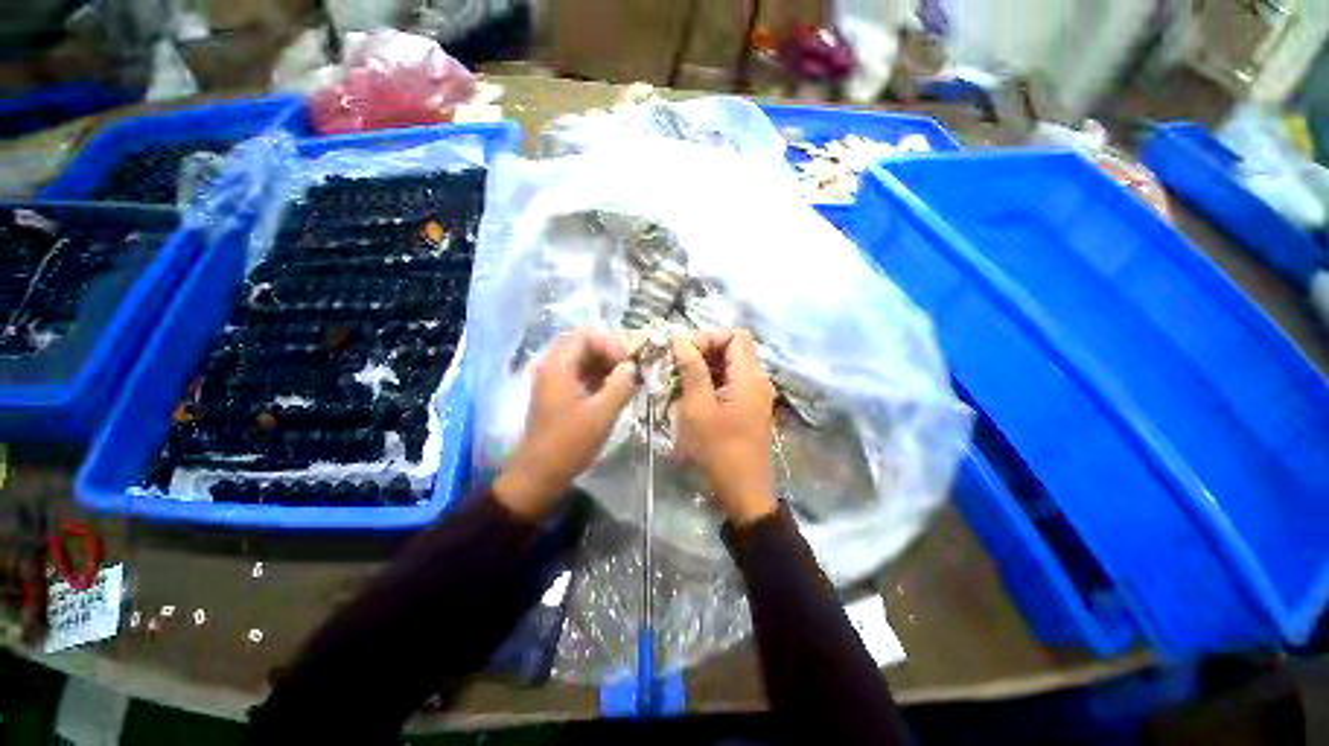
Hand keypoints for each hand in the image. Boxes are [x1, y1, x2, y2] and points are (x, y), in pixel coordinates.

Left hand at [494, 329, 636, 520]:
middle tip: (631, 367)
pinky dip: (600, 378)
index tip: (629, 362)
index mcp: (558, 366)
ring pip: (583, 361)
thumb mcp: (602, 413)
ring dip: (606, 365)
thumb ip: (621, 385)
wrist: (539, 475)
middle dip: (610, 352)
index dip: (610, 343)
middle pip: (583, 345)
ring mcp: (555, 382)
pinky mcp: (559, 396)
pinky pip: (581, 376)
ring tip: (628, 379)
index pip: (585, 335)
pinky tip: (616, 390)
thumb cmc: (569, 443)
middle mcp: (553, 368)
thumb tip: (632, 366)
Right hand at [672, 328, 778, 525]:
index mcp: (750, 376)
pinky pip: (729, 383)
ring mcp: (754, 395)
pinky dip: (710, 382)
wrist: (743, 493)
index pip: (735, 335)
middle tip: (675, 364)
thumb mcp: (699, 408)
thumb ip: (691, 370)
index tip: (682, 351)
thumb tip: (680, 339)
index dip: (708, 337)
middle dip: (703, 350)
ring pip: (729, 366)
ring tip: (678, 380)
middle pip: (733, 348)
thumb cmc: (719, 451)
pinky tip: (690, 396)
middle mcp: (757, 380)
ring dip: (704, 367)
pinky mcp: (747, 408)